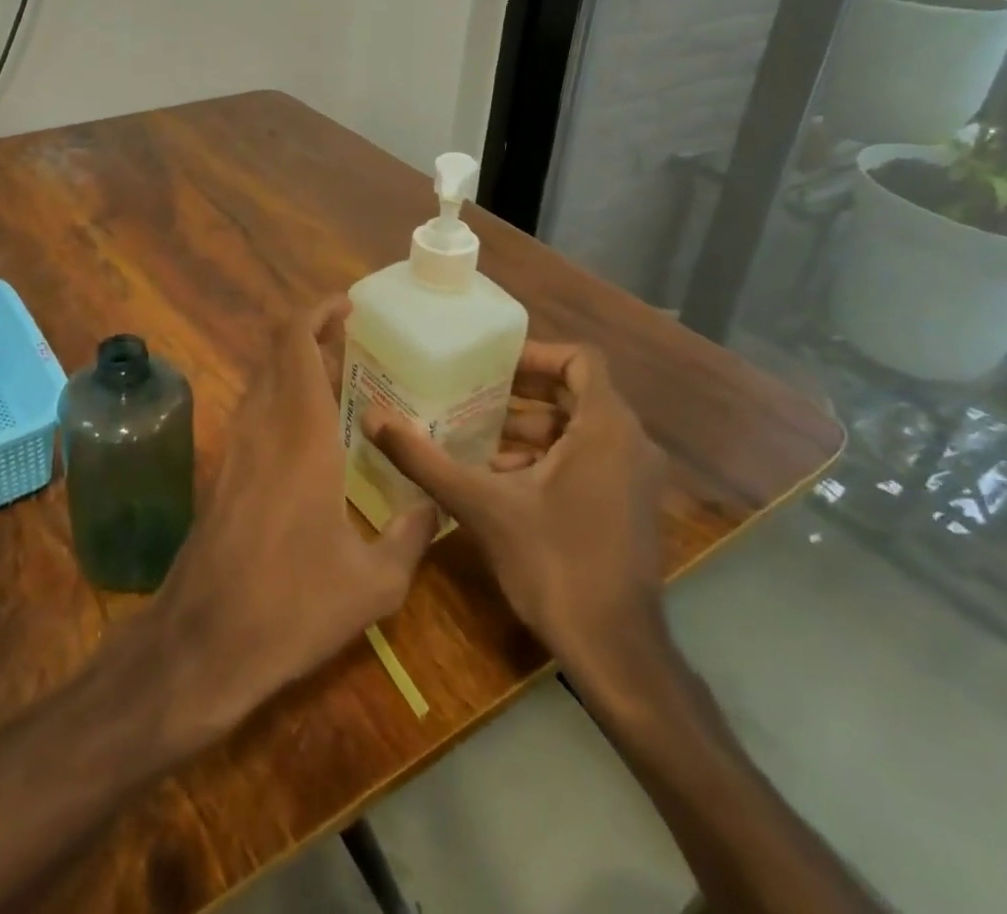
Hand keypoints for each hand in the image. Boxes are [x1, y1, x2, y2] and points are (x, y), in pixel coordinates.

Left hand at [151, 298, 435, 736]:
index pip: (295, 341)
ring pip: (263, 380)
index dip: (317, 311)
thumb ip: (410, 536)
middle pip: (277, 352)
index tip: (348, 307)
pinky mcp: (224, 471)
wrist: (204, 641)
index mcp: (301, 432)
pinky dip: (282, 400)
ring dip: (296, 368)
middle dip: (313, 337)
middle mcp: (263, 424)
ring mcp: (236, 446)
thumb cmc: (293, 605)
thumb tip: (431, 507)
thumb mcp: (374, 583)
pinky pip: (256, 412)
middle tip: (357, 348)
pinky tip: (313, 438)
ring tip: (343, 386)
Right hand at [362, 342, 666, 676]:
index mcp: (607, 428)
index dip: (535, 354)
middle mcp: (631, 444)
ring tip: (475, 435)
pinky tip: (500, 477)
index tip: (491, 364)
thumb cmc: (554, 563)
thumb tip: (371, 418)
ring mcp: (635, 478)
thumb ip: (424, 459)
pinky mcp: (629, 506)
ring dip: (530, 428)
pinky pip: (588, 459)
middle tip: (471, 392)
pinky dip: (547, 457)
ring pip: (580, 429)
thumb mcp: (480, 504)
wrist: (614, 651)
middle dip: (522, 392)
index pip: (581, 359)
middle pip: (576, 393)